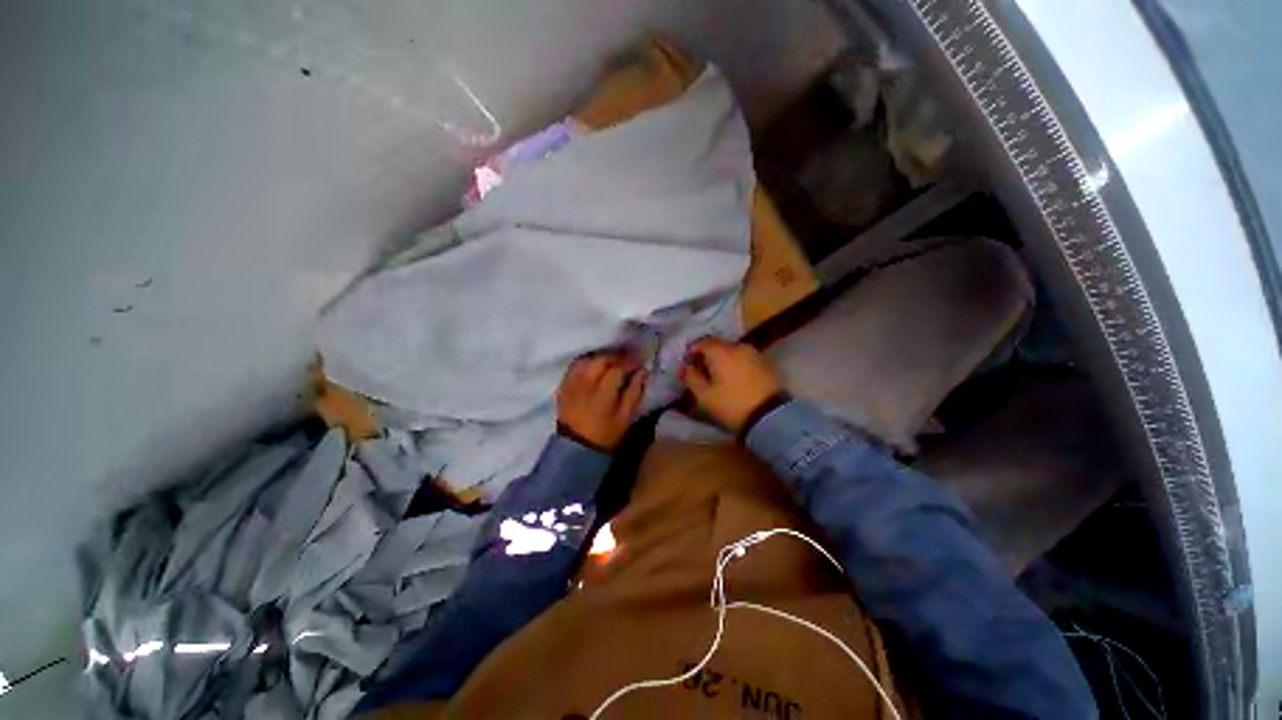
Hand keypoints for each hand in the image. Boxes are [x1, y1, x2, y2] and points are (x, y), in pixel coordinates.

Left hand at [557, 353, 647, 451]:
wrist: (576, 447)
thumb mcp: (625, 417)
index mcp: (603, 393)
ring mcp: (572, 383)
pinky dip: (586, 363)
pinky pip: (574, 366)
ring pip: (587, 360)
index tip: (640, 361)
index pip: (618, 368)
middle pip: (601, 360)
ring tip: (610, 363)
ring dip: (601, 358)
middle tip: (626, 360)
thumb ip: (634, 392)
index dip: (630, 362)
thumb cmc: (605, 434)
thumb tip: (643, 372)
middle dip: (616, 357)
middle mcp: (585, 383)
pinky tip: (593, 367)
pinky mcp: (563, 386)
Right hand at [679, 338, 783, 433]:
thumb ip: (691, 378)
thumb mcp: (704, 396)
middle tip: (703, 374)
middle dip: (708, 357)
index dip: (692, 353)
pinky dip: (737, 365)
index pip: (702, 343)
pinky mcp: (767, 364)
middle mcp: (739, 346)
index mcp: (721, 351)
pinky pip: (746, 359)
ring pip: (733, 352)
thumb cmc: (731, 405)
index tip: (688, 367)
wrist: (771, 417)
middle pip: (718, 346)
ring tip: (720, 378)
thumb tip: (685, 367)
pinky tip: (736, 380)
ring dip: (724, 361)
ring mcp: (755, 354)